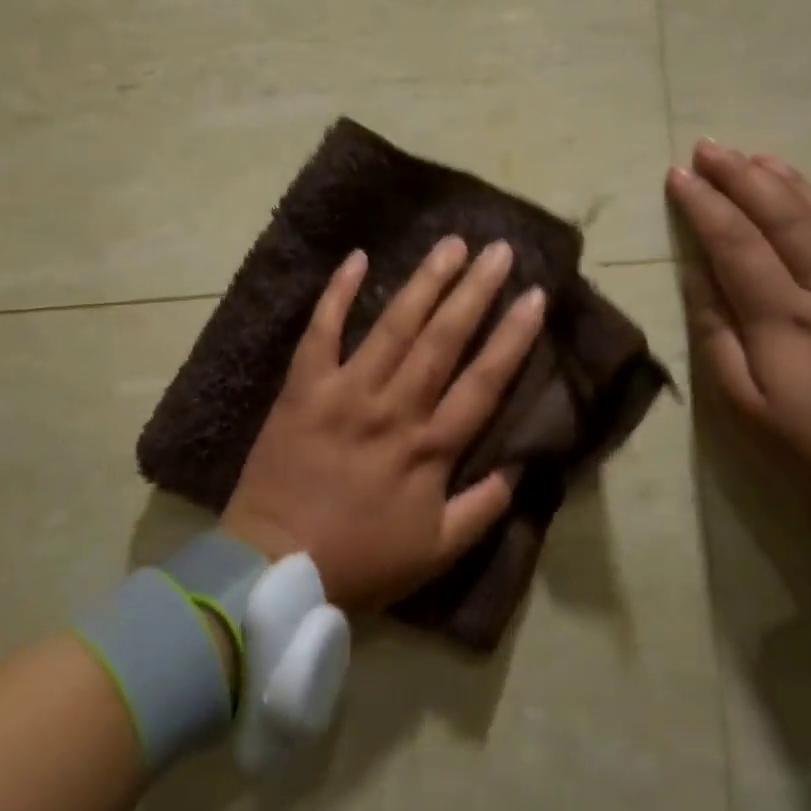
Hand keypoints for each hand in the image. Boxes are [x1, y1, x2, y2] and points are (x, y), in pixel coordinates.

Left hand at [221, 237, 546, 611]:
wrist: (274, 565)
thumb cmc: (360, 561)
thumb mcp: (437, 552)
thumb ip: (483, 508)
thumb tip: (519, 465)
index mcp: (429, 448)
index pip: (483, 381)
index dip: (513, 337)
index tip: (536, 296)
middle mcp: (394, 408)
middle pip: (443, 340)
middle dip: (475, 291)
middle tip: (499, 250)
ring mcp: (345, 392)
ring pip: (393, 327)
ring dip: (424, 282)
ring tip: (451, 245)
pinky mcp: (303, 388)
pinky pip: (321, 332)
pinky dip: (337, 294)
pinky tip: (358, 257)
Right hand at [666, 141, 810, 541]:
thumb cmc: (804, 448)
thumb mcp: (739, 401)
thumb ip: (716, 332)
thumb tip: (697, 276)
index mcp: (785, 318)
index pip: (737, 243)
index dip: (705, 205)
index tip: (678, 175)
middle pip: (784, 219)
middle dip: (743, 177)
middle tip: (710, 147)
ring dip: (792, 184)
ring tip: (759, 157)